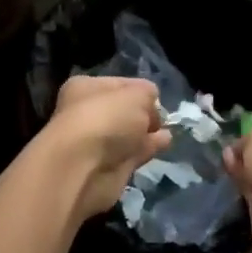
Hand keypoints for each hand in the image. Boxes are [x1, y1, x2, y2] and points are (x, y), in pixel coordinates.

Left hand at [30, 76, 171, 220]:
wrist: (83, 168)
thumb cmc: (106, 119)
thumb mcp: (136, 94)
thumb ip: (148, 95)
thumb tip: (151, 106)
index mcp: (86, 88)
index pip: (120, 84)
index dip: (140, 90)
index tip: (157, 98)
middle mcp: (88, 113)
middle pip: (123, 110)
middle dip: (143, 112)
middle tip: (163, 117)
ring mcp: (98, 142)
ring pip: (128, 133)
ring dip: (146, 132)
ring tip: (167, 130)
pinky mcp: (109, 167)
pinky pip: (134, 152)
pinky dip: (148, 148)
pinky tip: (164, 143)